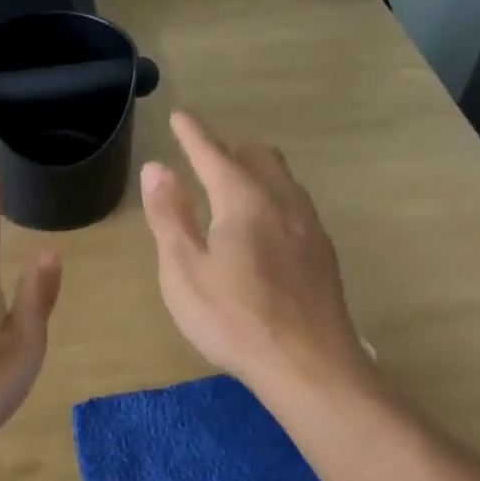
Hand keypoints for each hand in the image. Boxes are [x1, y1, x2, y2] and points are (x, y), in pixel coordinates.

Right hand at [140, 111, 375, 396]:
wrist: (308, 364)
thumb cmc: (234, 319)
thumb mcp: (184, 270)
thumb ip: (170, 216)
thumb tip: (156, 168)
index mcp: (244, 201)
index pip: (214, 153)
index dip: (193, 134)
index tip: (180, 116)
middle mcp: (283, 202)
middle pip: (258, 157)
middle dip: (229, 148)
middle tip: (204, 156)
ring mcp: (310, 227)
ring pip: (283, 180)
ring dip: (256, 171)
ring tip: (234, 186)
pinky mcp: (323, 254)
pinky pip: (296, 205)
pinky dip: (273, 198)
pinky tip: (266, 227)